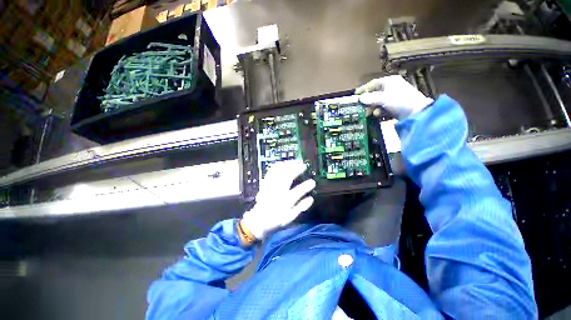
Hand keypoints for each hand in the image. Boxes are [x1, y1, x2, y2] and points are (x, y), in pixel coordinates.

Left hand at [241, 160, 315, 239]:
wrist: (258, 221)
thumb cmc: (276, 221)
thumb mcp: (289, 219)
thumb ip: (300, 208)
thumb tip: (311, 199)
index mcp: (285, 202)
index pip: (297, 192)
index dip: (306, 187)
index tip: (312, 182)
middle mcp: (277, 193)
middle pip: (287, 178)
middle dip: (296, 170)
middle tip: (303, 165)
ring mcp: (270, 188)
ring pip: (279, 173)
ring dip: (287, 166)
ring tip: (295, 162)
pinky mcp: (265, 185)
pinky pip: (270, 173)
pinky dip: (277, 167)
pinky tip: (282, 163)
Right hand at [355, 75, 433, 119]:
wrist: (416, 112)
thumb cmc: (399, 101)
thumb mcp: (383, 99)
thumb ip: (370, 98)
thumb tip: (360, 98)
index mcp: (389, 81)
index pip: (373, 84)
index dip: (363, 89)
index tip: (355, 95)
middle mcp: (391, 87)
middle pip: (375, 93)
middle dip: (367, 101)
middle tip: (360, 107)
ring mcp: (394, 96)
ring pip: (378, 101)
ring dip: (373, 107)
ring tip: (368, 113)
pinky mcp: (396, 105)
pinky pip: (384, 107)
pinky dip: (380, 110)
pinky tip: (378, 114)